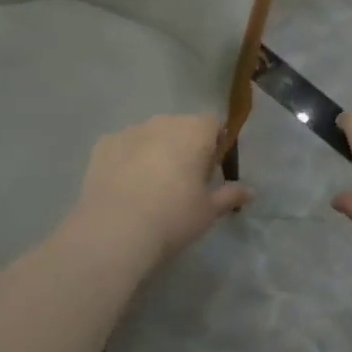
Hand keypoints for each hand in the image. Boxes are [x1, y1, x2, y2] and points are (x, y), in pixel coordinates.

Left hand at [75, 114, 249, 263]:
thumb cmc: (173, 216)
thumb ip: (230, 195)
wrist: (115, 229)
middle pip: (181, 127)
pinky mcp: (102, 144)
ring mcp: (130, 130)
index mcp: (195, 131)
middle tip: (182, 182)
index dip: (215, 145)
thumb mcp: (209, 211)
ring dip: (154, 152)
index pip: (213, 124)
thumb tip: (249, 191)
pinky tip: (124, 187)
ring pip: (150, 136)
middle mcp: (163, 121)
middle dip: (184, 147)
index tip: (210, 172)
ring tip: (149, 187)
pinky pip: (123, 147)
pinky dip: (127, 160)